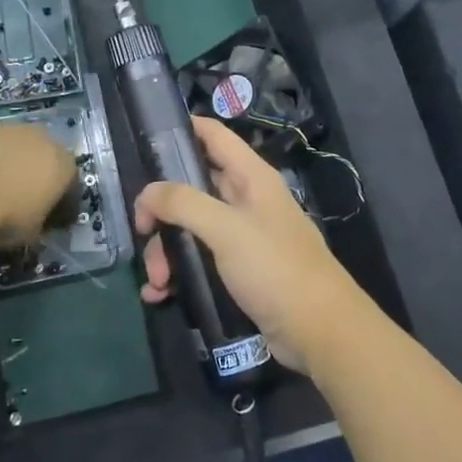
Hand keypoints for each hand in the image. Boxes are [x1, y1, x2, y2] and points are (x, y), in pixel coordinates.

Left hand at [0, 115, 75, 240]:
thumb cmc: (5, 216)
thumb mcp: (31, 233)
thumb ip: (38, 222)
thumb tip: (33, 222)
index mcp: (61, 164)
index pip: (69, 181)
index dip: (59, 199)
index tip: (47, 216)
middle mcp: (39, 137)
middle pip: (40, 153)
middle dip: (30, 171)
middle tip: (13, 197)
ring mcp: (4, 125)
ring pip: (7, 141)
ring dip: (1, 157)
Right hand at [135, 117, 370, 371]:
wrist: (320, 333)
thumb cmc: (276, 268)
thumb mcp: (226, 229)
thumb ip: (183, 203)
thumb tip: (147, 193)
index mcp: (251, 177)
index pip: (213, 135)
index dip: (182, 128)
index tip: (145, 141)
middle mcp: (246, 200)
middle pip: (192, 187)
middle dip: (163, 210)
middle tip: (142, 231)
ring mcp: (243, 237)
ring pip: (191, 228)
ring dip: (167, 251)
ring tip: (157, 282)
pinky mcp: (239, 271)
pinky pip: (198, 261)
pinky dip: (177, 274)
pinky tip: (160, 294)